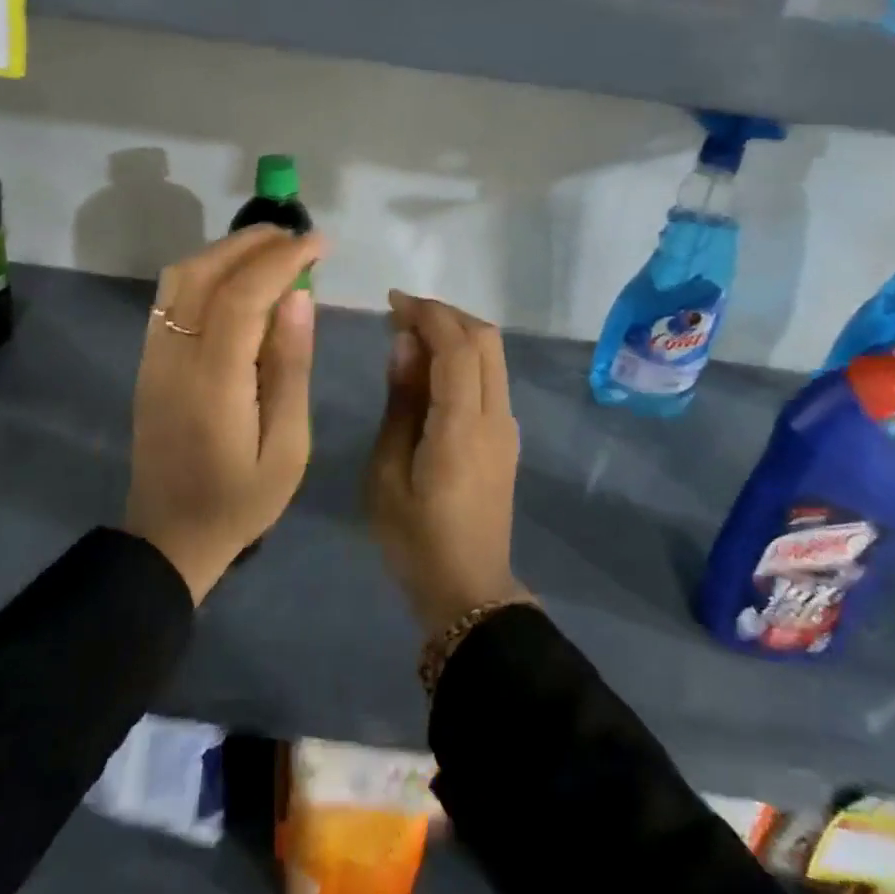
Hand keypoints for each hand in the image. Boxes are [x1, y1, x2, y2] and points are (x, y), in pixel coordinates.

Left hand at [125, 226, 326, 602]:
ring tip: (273, 250)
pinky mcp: (148, 361)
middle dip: (254, 243)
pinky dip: (206, 270)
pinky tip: (238, 278)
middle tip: (300, 238)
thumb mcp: (287, 446)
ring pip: (181, 277)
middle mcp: (174, 357)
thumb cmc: (241, 500)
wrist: (169, 538)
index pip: (242, 295)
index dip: (282, 259)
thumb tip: (299, 297)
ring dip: (227, 251)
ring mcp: (153, 356)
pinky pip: (172, 297)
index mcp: (213, 382)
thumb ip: (291, 366)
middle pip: (205, 273)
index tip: (320, 244)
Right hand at [366, 291, 526, 634]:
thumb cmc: (415, 538)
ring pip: (493, 355)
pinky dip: (465, 356)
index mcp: (463, 425)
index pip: (456, 346)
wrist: (469, 592)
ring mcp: (507, 426)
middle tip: (401, 314)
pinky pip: (491, 377)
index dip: (427, 313)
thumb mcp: (387, 472)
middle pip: (485, 339)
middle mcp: (495, 416)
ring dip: (457, 333)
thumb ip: (400, 402)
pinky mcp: (506, 437)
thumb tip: (404, 344)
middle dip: (445, 314)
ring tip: (412, 335)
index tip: (392, 301)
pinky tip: (431, 368)